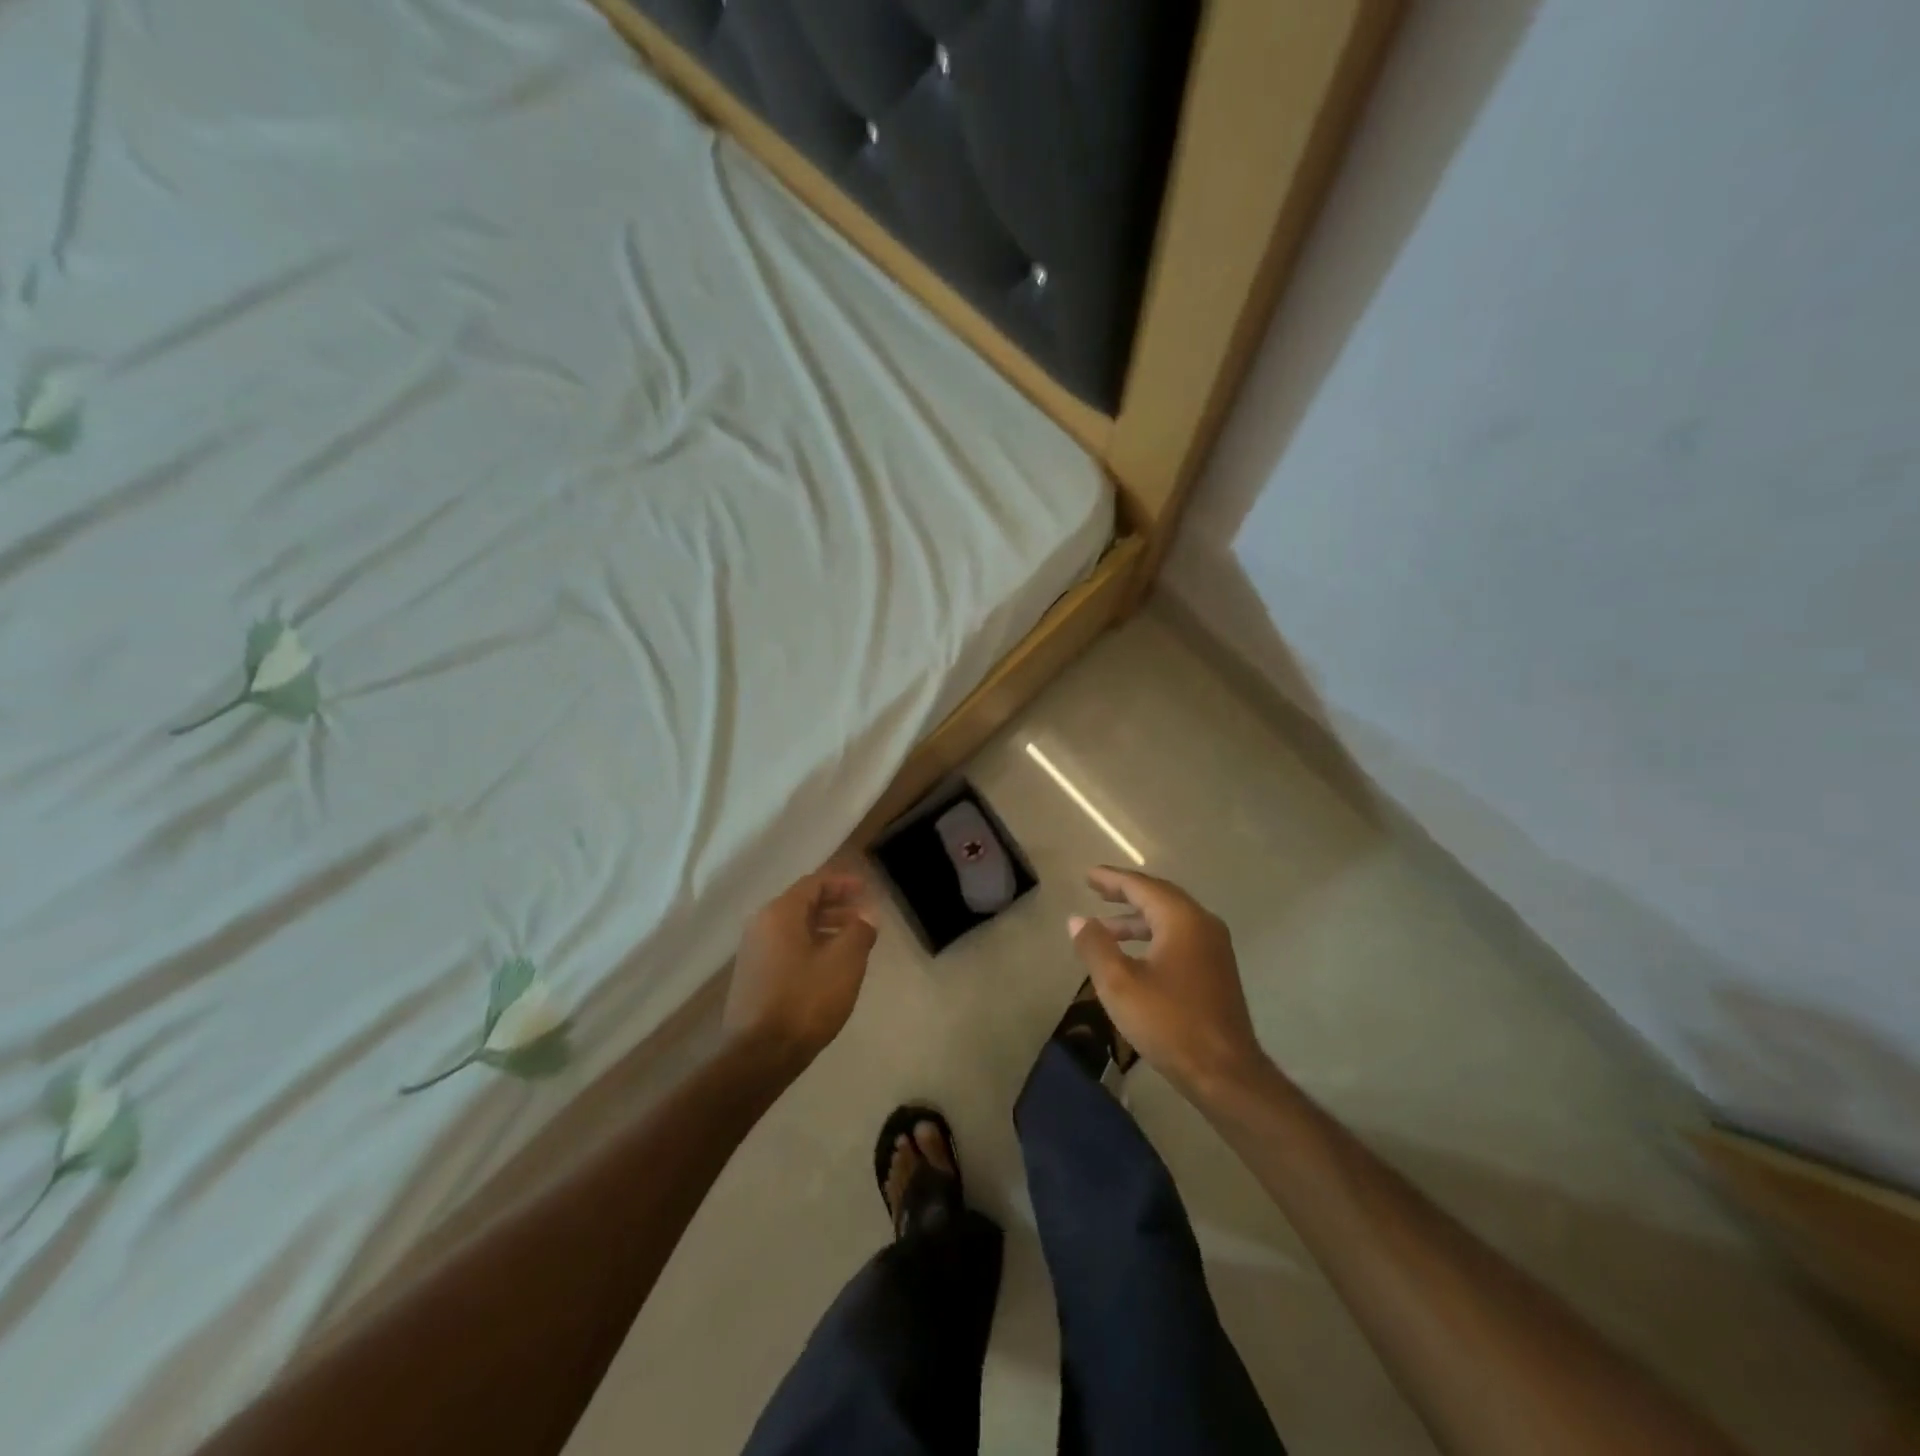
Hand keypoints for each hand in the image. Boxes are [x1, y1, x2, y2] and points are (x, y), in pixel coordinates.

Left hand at [724, 871, 878, 1070]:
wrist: (760, 1055)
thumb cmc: (805, 1000)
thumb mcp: (844, 962)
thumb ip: (859, 932)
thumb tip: (865, 918)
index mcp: (780, 914)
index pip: (814, 884)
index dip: (842, 883)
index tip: (866, 889)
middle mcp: (761, 926)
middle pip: (802, 904)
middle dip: (835, 906)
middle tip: (863, 916)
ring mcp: (753, 953)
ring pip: (794, 928)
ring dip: (824, 928)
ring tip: (852, 942)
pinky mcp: (753, 977)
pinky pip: (786, 948)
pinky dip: (810, 946)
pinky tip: (829, 966)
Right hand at [1068, 867, 1268, 1101]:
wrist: (1225, 1073)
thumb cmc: (1169, 1023)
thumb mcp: (1119, 984)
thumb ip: (1095, 946)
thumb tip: (1077, 919)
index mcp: (1182, 919)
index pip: (1142, 886)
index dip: (1112, 879)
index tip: (1088, 875)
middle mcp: (1203, 924)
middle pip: (1159, 897)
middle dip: (1126, 894)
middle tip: (1096, 891)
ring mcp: (1214, 948)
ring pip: (1170, 920)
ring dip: (1137, 920)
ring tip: (1105, 929)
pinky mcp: (1216, 971)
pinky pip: (1179, 938)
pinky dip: (1152, 936)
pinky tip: (1134, 956)